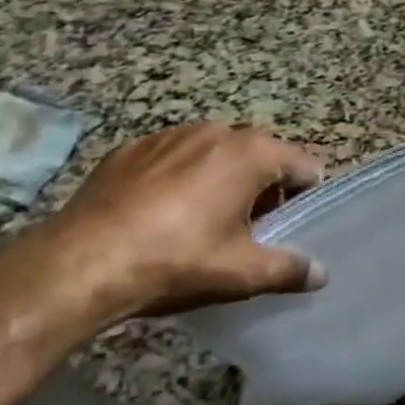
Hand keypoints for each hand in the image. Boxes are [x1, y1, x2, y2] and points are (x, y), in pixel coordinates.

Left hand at [0, 122, 326, 337]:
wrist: (83, 260)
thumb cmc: (178, 260)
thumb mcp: (241, 273)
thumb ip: (288, 269)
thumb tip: (320, 273)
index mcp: (252, 154)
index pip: (303, 165)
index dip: (306, 195)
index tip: (296, 224)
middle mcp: (217, 131)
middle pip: (260, 154)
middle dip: (264, 186)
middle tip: (253, 228)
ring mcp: (171, 134)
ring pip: (215, 152)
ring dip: (222, 177)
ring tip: (205, 220)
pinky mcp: (133, 147)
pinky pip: (174, 157)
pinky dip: (180, 177)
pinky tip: (162, 213)